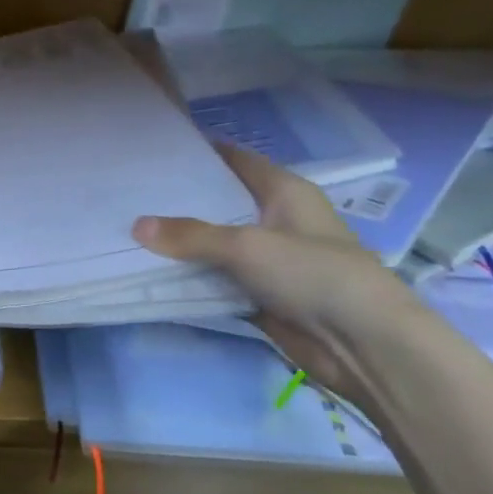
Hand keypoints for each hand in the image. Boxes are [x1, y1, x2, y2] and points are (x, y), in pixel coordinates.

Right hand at [133, 143, 428, 404]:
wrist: (362, 343)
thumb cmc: (312, 273)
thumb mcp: (247, 246)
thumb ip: (191, 235)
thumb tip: (137, 225)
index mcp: (284, 192)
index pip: (236, 160)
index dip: (201, 152)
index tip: (158, 150)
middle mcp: (275, 219)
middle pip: (220, 203)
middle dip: (180, 200)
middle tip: (132, 192)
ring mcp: (268, 259)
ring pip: (215, 244)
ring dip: (182, 243)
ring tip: (130, 228)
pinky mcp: (261, 294)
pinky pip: (217, 278)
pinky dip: (192, 277)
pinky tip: (153, 270)